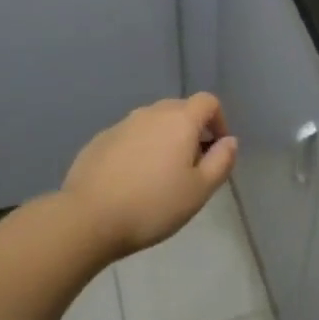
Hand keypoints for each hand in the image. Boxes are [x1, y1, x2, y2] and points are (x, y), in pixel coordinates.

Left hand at [61, 93, 237, 258]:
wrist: (89, 218)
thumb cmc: (153, 205)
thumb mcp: (199, 190)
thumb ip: (221, 161)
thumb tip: (229, 141)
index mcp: (179, 120)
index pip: (208, 101)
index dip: (219, 121)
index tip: (216, 151)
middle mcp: (150, 113)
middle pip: (180, 110)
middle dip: (191, 132)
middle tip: (190, 168)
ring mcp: (122, 124)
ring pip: (152, 123)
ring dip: (164, 140)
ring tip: (159, 177)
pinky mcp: (99, 140)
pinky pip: (129, 137)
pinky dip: (138, 150)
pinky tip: (131, 181)